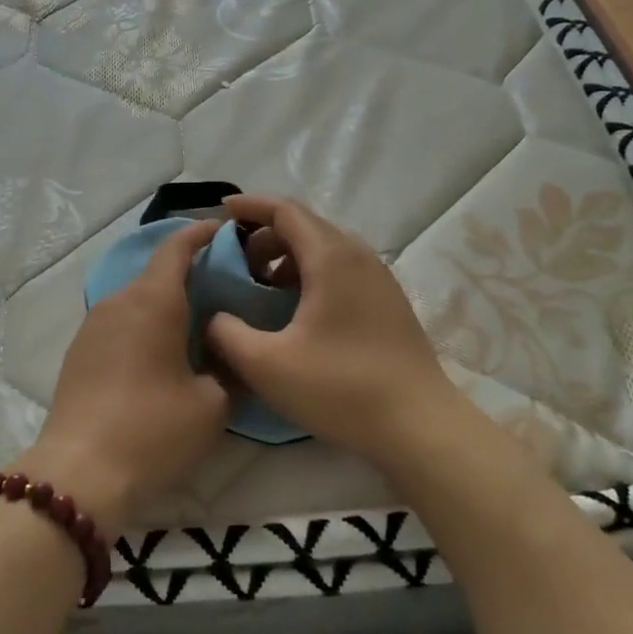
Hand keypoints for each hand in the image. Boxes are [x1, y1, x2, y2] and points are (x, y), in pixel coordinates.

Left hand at [14, 219, 229, 536]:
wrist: (80, 473)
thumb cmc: (153, 430)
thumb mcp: (212, 404)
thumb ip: (230, 367)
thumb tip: (231, 352)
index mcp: (153, 300)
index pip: (177, 247)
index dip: (203, 233)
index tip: (228, 231)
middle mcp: (119, 301)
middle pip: (157, 272)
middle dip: (191, 272)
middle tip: (226, 289)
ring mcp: (93, 325)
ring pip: (137, 298)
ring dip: (166, 302)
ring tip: (197, 323)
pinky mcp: (80, 351)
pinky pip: (120, 322)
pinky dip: (145, 323)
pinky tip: (161, 353)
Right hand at [205, 196, 465, 465]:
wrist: (419, 426)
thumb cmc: (340, 387)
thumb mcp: (266, 364)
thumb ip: (226, 333)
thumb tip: (213, 317)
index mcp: (330, 257)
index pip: (285, 211)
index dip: (250, 207)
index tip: (221, 212)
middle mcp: (358, 256)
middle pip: (305, 226)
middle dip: (265, 235)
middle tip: (236, 262)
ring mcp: (379, 279)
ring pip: (325, 248)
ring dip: (288, 257)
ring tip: (262, 288)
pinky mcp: (388, 303)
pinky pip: (341, 269)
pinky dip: (310, 274)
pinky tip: (296, 311)